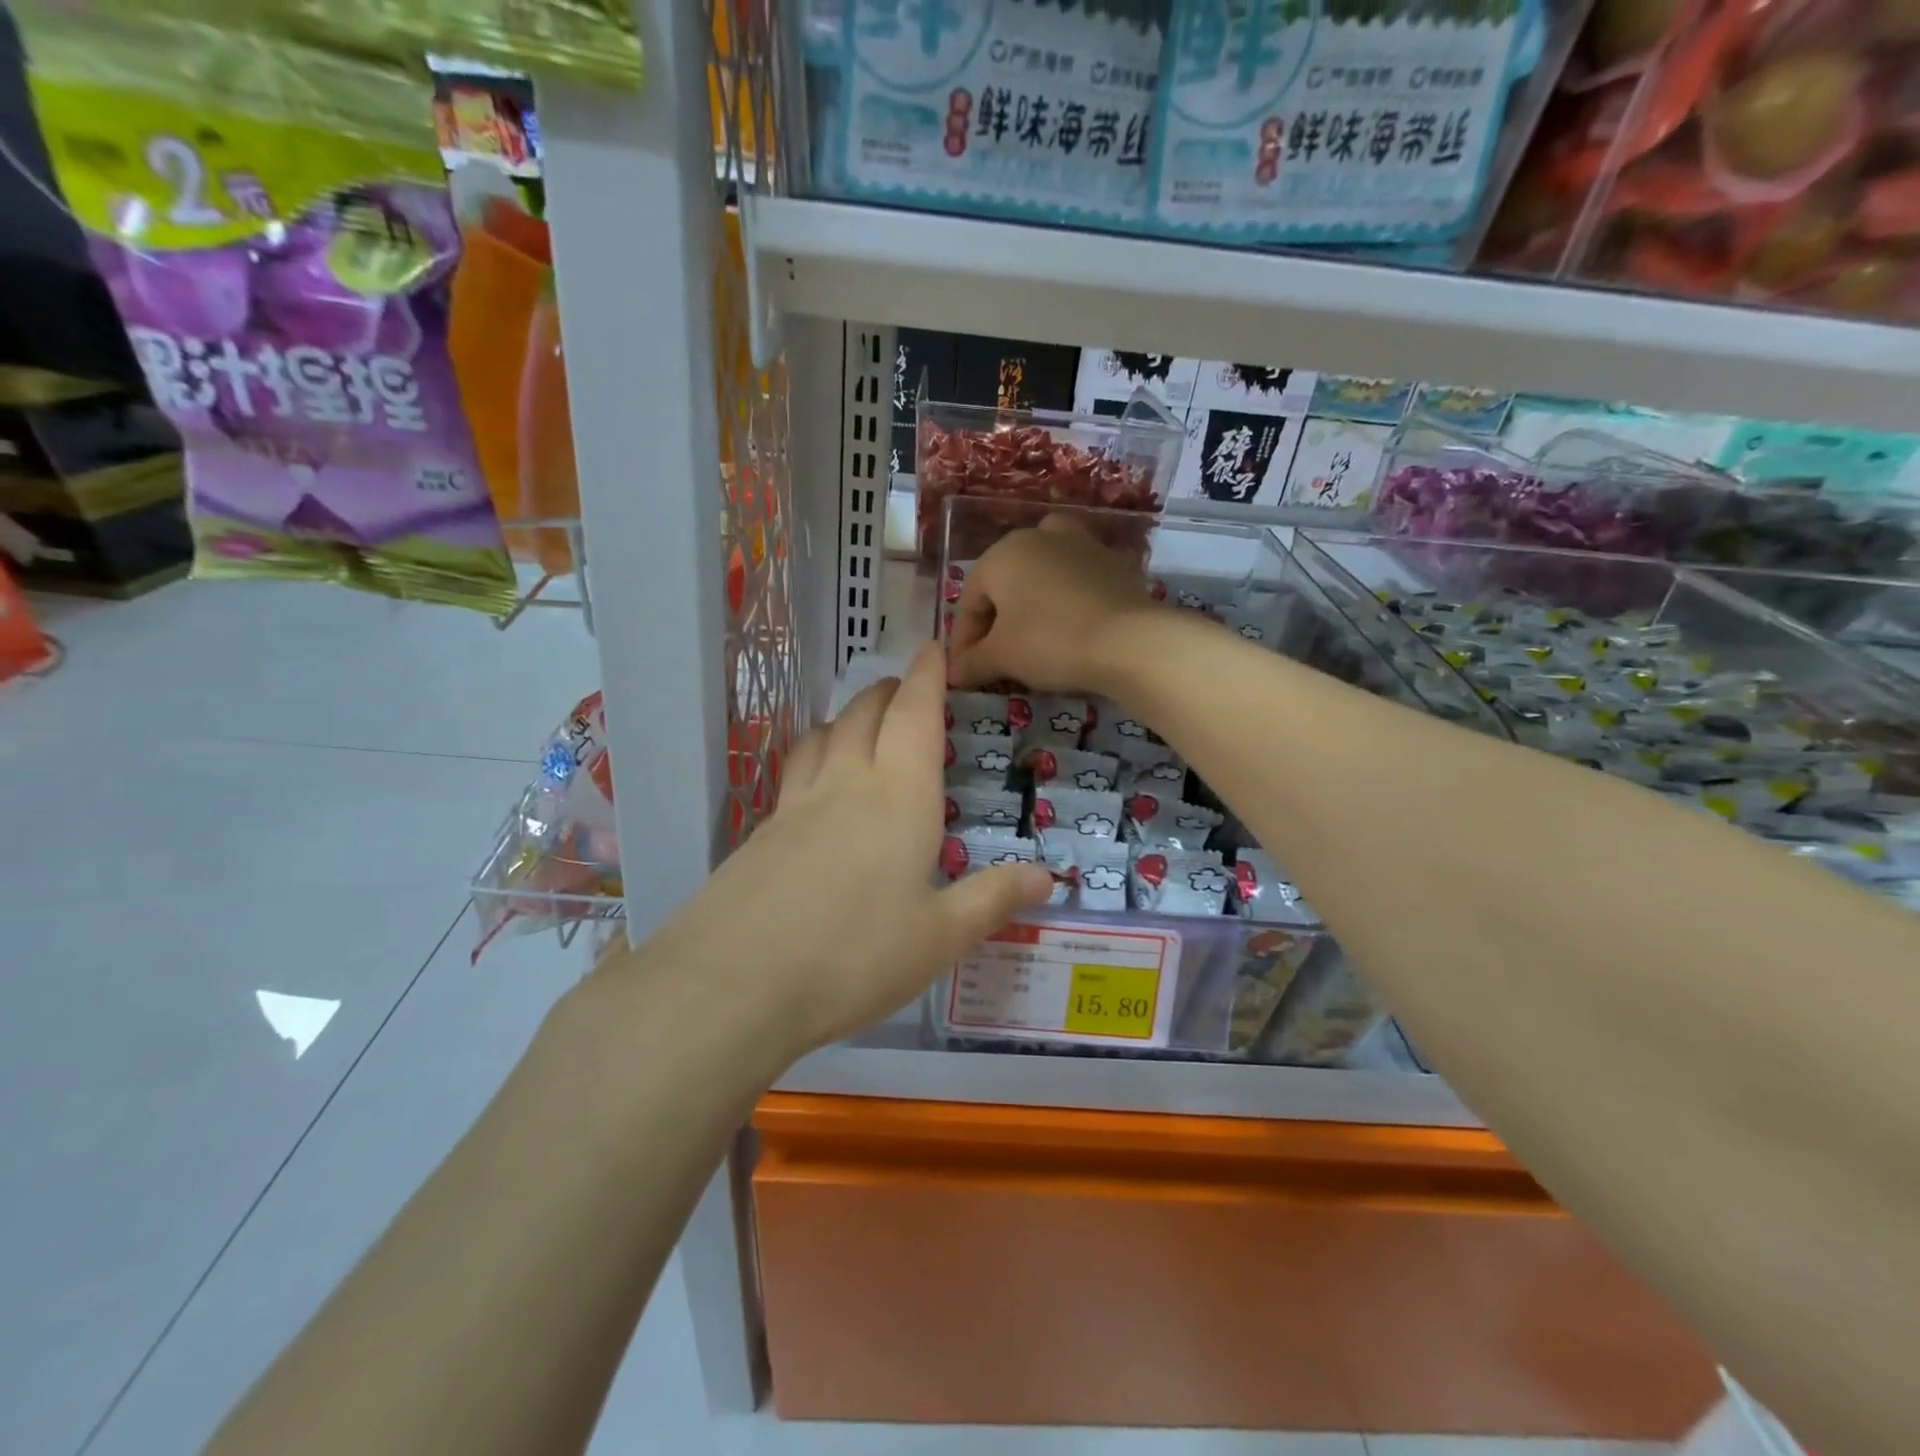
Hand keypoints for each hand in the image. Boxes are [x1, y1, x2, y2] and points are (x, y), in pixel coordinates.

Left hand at [631, 645, 1053, 1065]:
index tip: (932, 650)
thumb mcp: (939, 939)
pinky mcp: (760, 832)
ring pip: (823, 735)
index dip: (927, 677)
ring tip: (860, 725)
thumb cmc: (854, 957)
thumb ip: (993, 900)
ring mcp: (796, 805)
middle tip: (904, 688)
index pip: (915, 714)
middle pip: (865, 713)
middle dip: (888, 690)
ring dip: (846, 716)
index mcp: (900, 797)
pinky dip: (814, 755)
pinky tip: (816, 786)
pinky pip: (794, 771)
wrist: (734, 984)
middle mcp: (846, 785)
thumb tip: (1048, 877)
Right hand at [948, 516, 1159, 693]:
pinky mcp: (1113, 562)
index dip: (963, 641)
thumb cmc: (1049, 641)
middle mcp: (1038, 537)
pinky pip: (1077, 582)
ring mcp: (1081, 544)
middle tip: (996, 659)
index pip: (970, 601)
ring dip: (1032, 605)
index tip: (963, 672)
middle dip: (997, 622)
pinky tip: (1070, 630)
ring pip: (1043, 576)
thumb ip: (972, 662)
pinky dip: (1066, 602)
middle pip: (1006, 584)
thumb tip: (953, 673)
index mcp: (1002, 553)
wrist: (1128, 640)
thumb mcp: (1001, 657)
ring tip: (1033, 638)